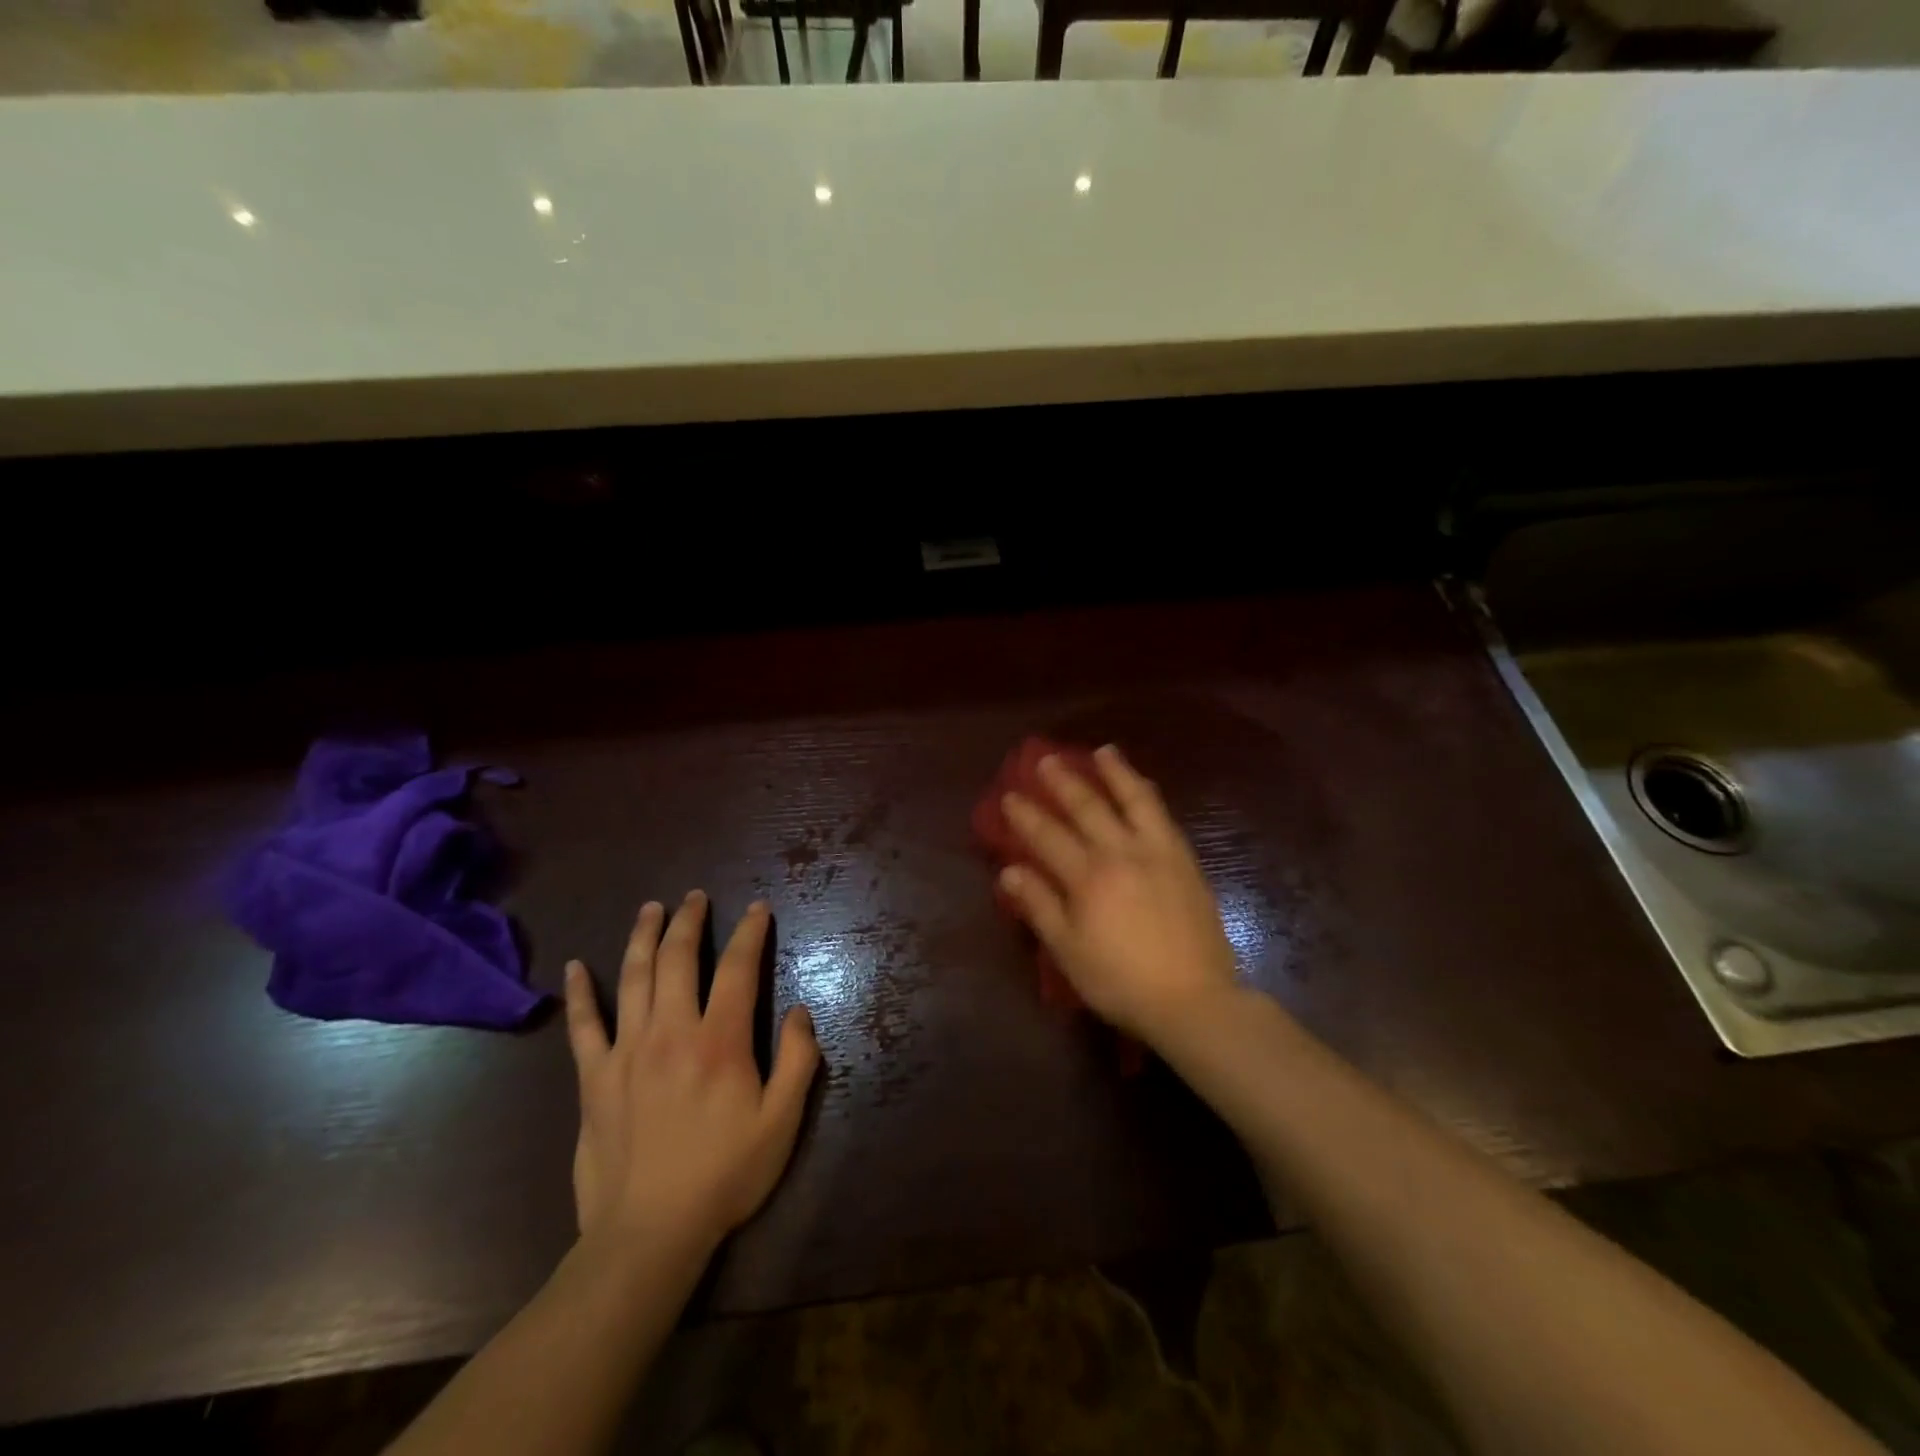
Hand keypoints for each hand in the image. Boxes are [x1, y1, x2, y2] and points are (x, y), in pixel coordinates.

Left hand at [563, 892, 819, 1258]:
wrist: (648, 1235)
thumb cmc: (724, 1175)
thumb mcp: (782, 1123)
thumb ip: (798, 1061)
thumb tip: (800, 1010)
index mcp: (720, 1041)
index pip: (739, 969)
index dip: (750, 933)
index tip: (757, 908)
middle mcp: (672, 1032)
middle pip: (679, 959)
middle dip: (690, 921)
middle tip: (696, 896)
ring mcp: (627, 1052)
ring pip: (634, 978)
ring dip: (643, 937)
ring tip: (652, 908)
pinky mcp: (594, 1078)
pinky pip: (583, 1026)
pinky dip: (580, 993)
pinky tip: (576, 967)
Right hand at [999, 746, 1241, 1043]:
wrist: (1193, 999)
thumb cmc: (1121, 981)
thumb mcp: (1069, 951)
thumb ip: (1040, 906)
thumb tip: (1009, 871)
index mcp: (1088, 878)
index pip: (1048, 837)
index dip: (1026, 815)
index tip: (1010, 795)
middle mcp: (1121, 853)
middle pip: (1088, 808)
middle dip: (1063, 782)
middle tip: (1046, 759)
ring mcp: (1157, 853)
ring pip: (1134, 800)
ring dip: (1116, 773)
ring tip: (1103, 752)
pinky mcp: (1185, 861)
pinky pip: (1163, 816)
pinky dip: (1148, 795)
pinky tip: (1142, 787)